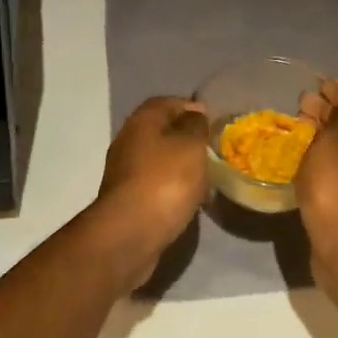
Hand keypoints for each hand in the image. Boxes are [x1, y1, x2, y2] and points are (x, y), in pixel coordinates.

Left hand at [90, 96, 210, 276]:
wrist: (130, 234)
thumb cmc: (164, 181)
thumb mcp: (191, 146)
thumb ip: (196, 126)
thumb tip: (195, 115)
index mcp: (141, 122)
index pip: (166, 103)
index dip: (189, 107)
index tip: (212, 119)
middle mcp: (128, 142)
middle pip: (160, 131)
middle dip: (185, 138)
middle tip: (211, 148)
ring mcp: (124, 173)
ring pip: (158, 160)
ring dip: (180, 165)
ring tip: (206, 176)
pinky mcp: (127, 200)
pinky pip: (155, 185)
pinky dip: (172, 187)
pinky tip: (189, 199)